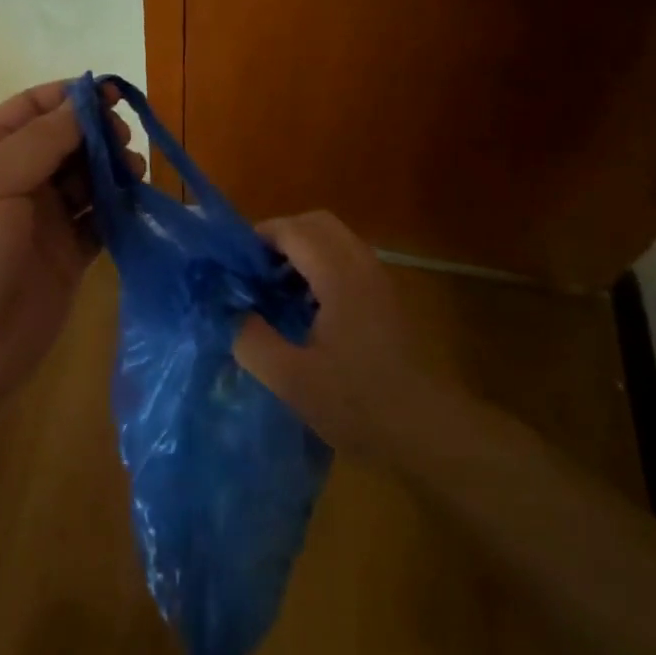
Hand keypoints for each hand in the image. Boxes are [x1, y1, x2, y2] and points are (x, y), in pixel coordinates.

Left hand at [0, 80, 141, 434]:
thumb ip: (41, 141)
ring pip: (88, 178)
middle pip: (67, 141)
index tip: (114, 94)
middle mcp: (15, 182)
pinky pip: (100, 221)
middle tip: (125, 141)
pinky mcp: (68, 258)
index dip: (71, 96)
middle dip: (98, 133)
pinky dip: (120, 208)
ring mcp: (42, 222)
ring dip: (113, 168)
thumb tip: (84, 101)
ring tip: (134, 172)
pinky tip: (136, 204)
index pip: (32, 109)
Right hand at [233, 211, 441, 457]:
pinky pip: (347, 260)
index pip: (293, 230)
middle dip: (281, 237)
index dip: (259, 237)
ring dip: (301, 251)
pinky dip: (320, 266)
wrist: (427, 430)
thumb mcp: (291, 379)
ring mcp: (379, 279)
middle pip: (316, 223)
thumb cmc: (357, 403)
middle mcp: (362, 265)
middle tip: (254, 272)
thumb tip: (228, 311)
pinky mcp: (386, 297)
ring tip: (274, 290)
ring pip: (334, 240)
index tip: (233, 265)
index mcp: (339, 275)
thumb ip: (251, 340)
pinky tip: (305, 309)